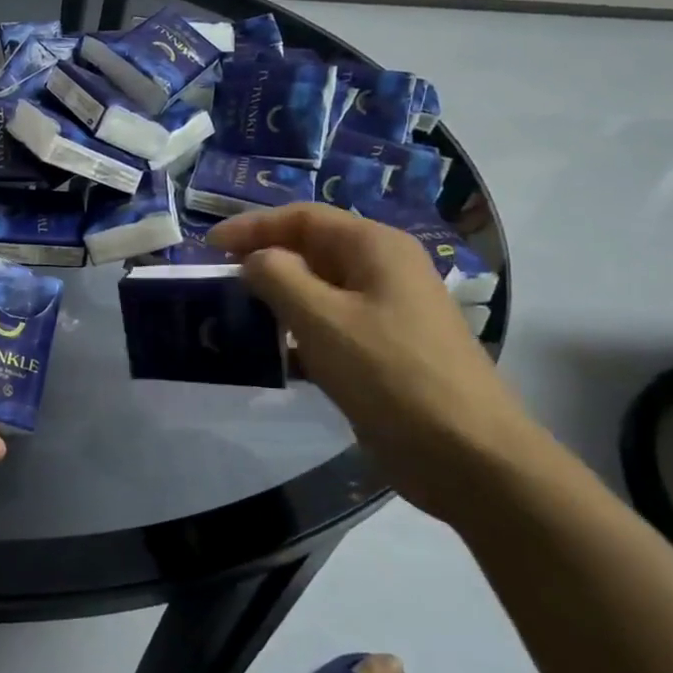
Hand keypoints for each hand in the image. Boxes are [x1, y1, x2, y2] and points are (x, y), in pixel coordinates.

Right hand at [207, 204, 545, 520]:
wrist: (465, 454)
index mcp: (375, 248)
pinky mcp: (382, 352)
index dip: (252, 226)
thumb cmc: (389, 373)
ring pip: (318, 291)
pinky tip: (269, 356)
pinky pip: (328, 328)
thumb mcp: (321, 318)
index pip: (303, 218)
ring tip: (233, 316)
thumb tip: (254, 260)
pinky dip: (296, 334)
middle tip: (217, 281)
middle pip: (311, 250)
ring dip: (276, 299)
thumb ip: (277, 277)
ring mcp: (385, 313)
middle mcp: (382, 271)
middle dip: (262, 261)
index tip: (208, 247)